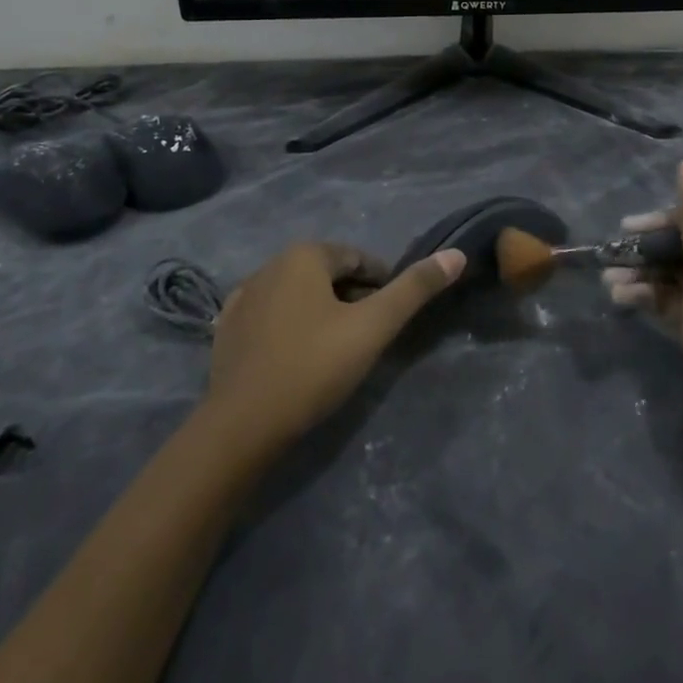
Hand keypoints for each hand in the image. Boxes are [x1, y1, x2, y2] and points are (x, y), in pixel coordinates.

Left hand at [205, 241, 464, 453]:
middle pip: (328, 275)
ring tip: (335, 352)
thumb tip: (456, 254)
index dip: (382, 287)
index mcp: (304, 255)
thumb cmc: (313, 367)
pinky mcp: (226, 329)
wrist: (240, 428)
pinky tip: (297, 358)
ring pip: (299, 295)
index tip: (390, 320)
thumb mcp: (373, 327)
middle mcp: (269, 265)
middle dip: (352, 299)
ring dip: (322, 313)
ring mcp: (242, 297)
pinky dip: (291, 328)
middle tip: (366, 339)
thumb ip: (415, 289)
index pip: (359, 260)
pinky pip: (272, 317)